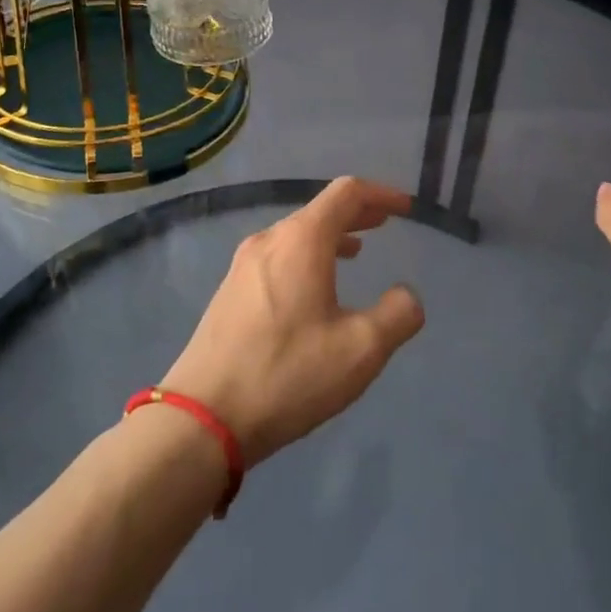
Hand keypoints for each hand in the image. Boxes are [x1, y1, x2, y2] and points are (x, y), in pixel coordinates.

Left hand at [160, 178, 424, 465]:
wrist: (203, 418)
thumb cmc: (288, 374)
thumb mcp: (361, 349)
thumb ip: (398, 315)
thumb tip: (407, 295)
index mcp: (301, 240)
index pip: (346, 193)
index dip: (381, 194)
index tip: (405, 208)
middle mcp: (269, 241)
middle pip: (319, 210)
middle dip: (357, 213)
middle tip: (385, 222)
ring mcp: (243, 266)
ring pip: (296, 235)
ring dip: (331, 236)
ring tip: (356, 252)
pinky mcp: (230, 292)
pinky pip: (278, 257)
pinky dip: (307, 256)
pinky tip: (314, 288)